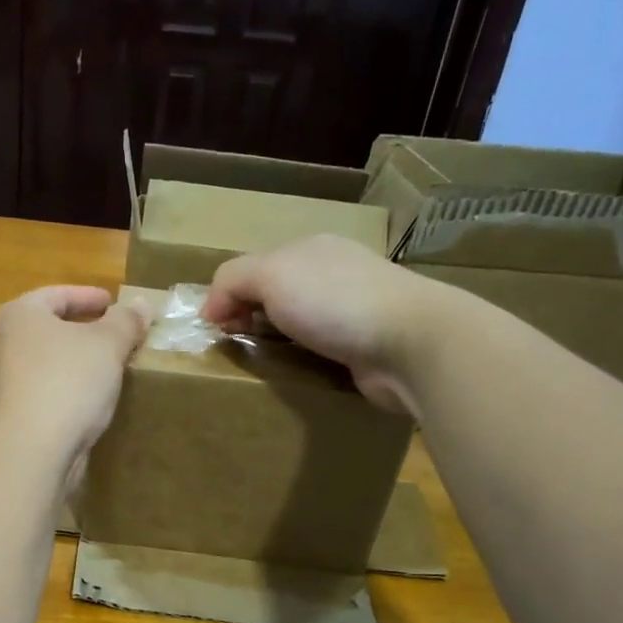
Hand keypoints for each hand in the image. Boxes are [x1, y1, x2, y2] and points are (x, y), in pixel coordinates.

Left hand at [0, 285, 148, 463]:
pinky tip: (86, 406)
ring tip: (105, 373)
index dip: (88, 296)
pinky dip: (63, 393)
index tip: (113, 304)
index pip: (56, 295)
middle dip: (80, 332)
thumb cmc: (67, 383)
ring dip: (72, 365)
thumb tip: (141, 303)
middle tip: (113, 338)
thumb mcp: (107, 345)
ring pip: (42, 365)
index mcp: (19, 316)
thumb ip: (126, 321)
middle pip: (46, 330)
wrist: (28, 452)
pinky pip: (40, 396)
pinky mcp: (5, 419)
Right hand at [203, 235, 441, 414]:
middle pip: (277, 295)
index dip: (229, 294)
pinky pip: (321, 351)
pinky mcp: (366, 346)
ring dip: (278, 342)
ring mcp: (354, 310)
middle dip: (252, 318)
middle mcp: (333, 274)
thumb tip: (211, 307)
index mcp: (310, 249)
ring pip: (300, 324)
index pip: (255, 266)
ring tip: (262, 365)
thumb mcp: (271, 275)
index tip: (216, 327)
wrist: (411, 342)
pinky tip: (297, 372)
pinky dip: (304, 360)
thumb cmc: (334, 301)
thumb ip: (232, 280)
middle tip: (235, 347)